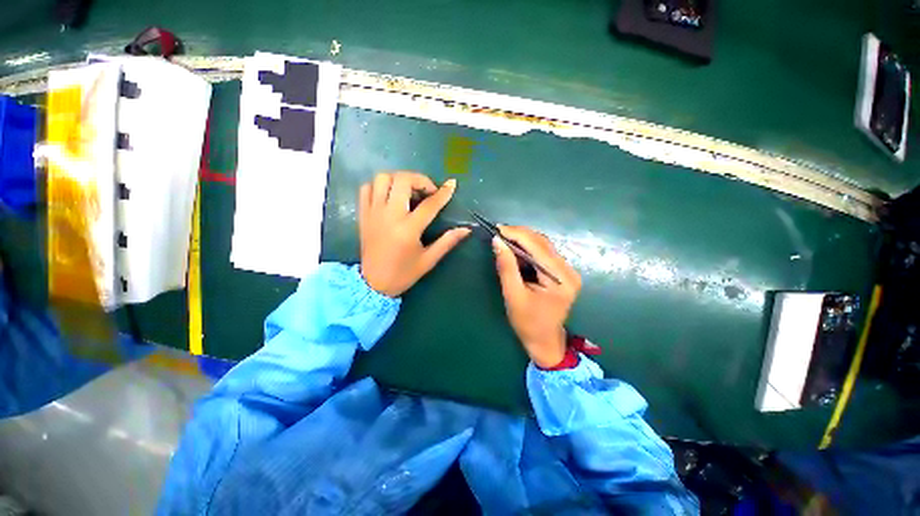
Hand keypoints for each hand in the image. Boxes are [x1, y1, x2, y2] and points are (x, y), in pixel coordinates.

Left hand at [358, 172, 470, 297]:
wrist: (373, 284)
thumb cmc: (403, 273)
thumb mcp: (428, 260)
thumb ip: (447, 242)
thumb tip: (466, 229)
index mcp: (408, 229)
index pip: (429, 204)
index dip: (443, 192)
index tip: (452, 184)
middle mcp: (389, 216)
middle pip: (403, 181)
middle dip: (420, 180)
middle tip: (428, 192)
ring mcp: (373, 213)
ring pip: (383, 179)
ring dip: (399, 179)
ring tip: (409, 191)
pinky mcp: (363, 214)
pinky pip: (367, 188)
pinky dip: (380, 186)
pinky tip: (390, 196)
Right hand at [493, 226, 581, 367]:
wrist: (544, 341)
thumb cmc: (527, 323)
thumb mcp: (513, 295)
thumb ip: (506, 267)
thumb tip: (497, 241)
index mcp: (560, 279)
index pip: (538, 247)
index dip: (517, 234)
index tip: (497, 228)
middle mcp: (569, 271)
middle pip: (543, 243)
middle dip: (520, 234)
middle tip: (499, 232)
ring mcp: (568, 271)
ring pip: (544, 246)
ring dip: (524, 239)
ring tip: (505, 237)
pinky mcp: (562, 273)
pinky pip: (544, 253)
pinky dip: (529, 248)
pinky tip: (516, 248)